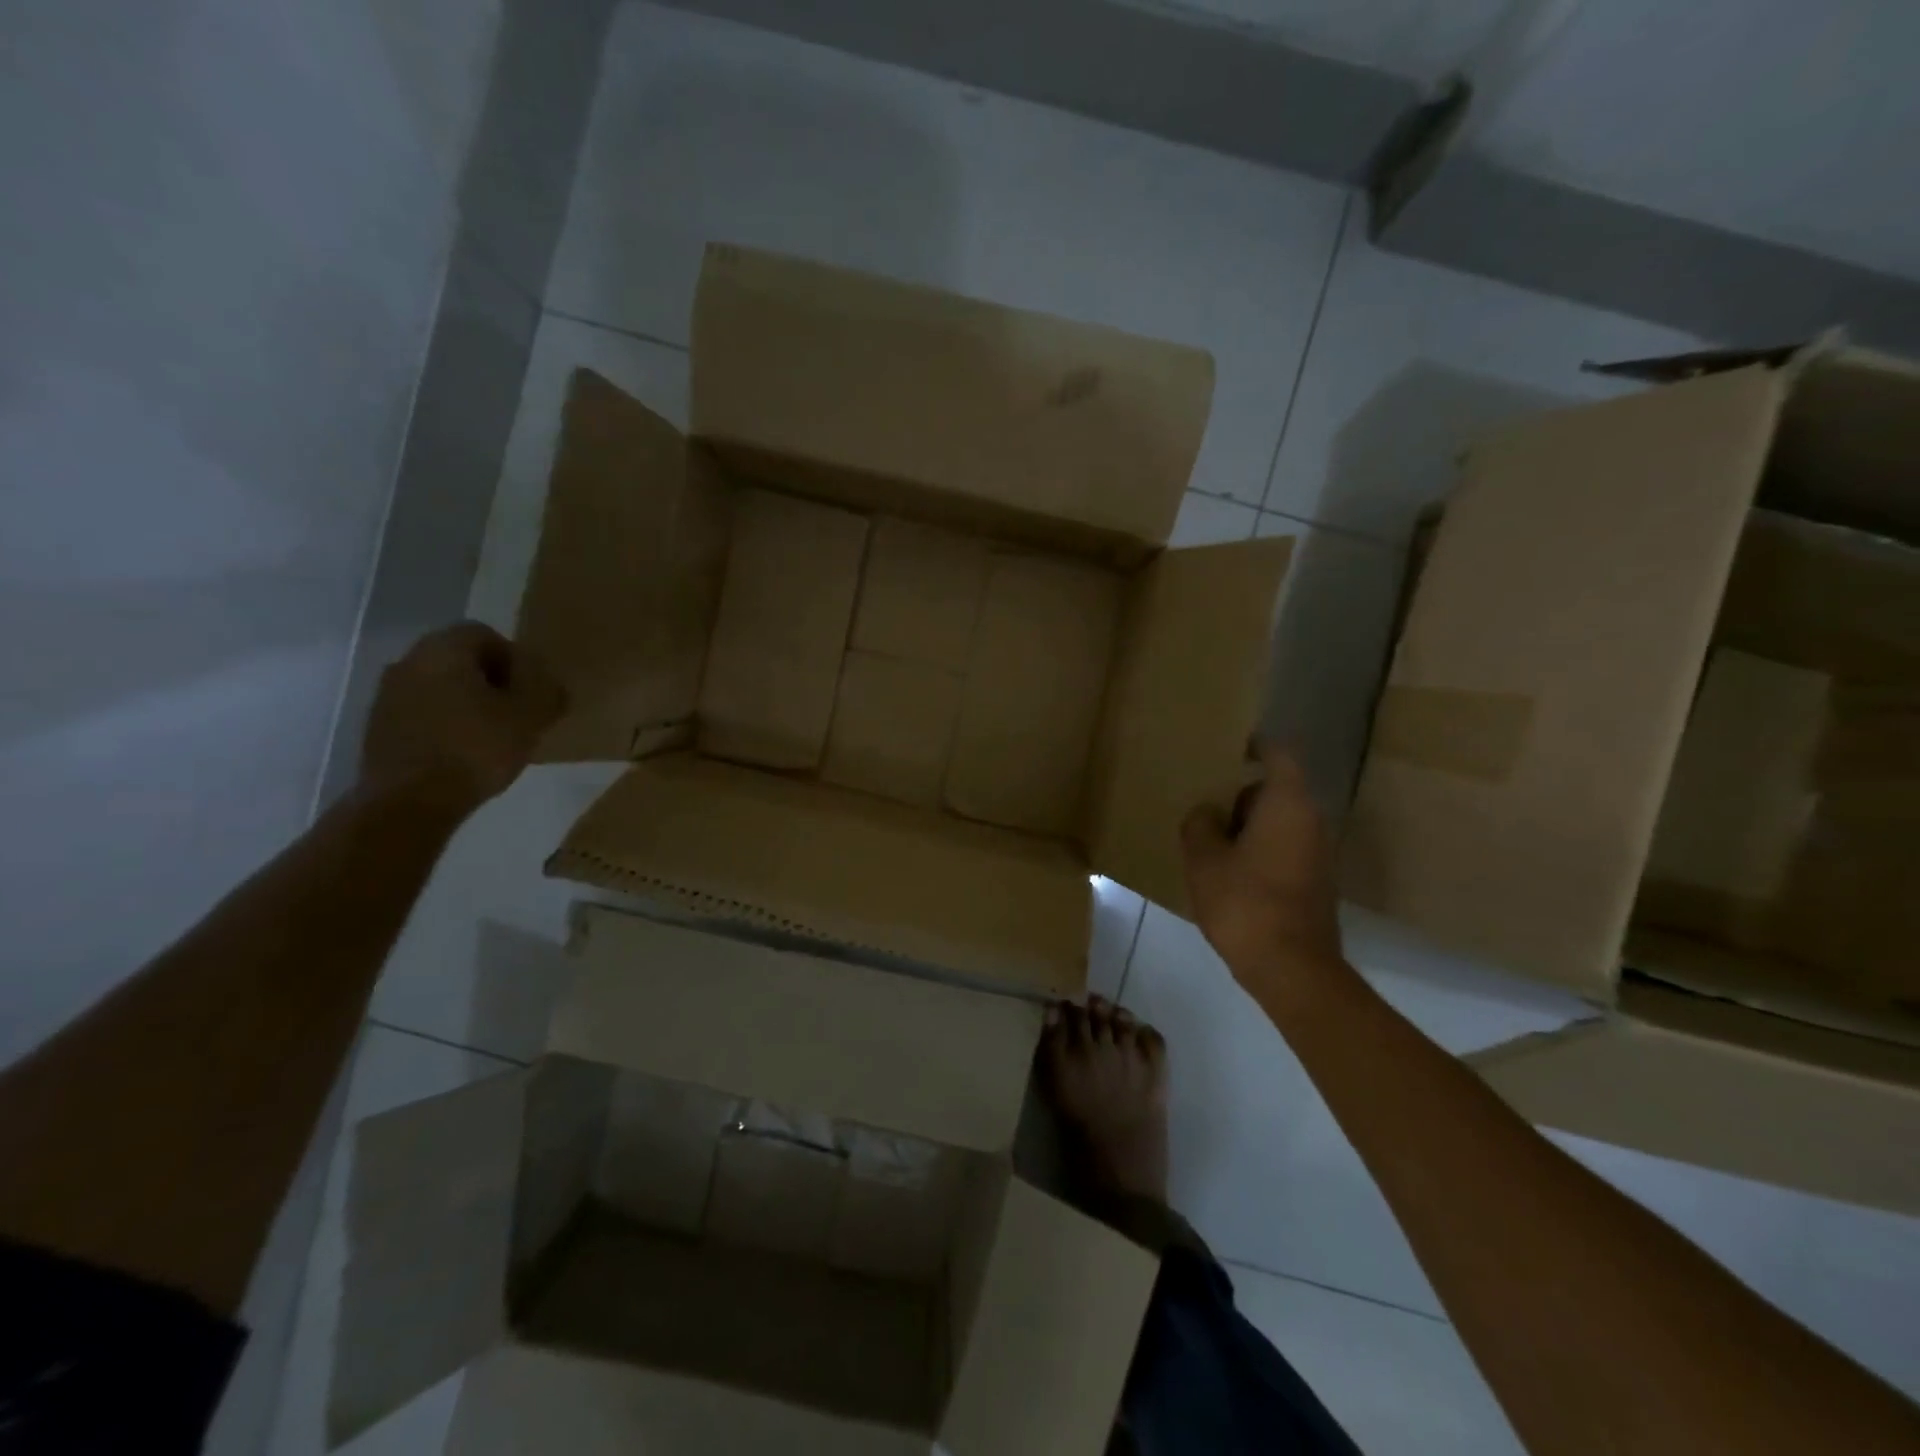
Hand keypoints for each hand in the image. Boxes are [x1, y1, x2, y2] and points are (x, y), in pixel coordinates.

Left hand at [358, 623, 567, 815]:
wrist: (409, 801)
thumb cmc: (476, 748)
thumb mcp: (531, 717)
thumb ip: (547, 691)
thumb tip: (551, 684)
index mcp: (443, 650)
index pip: (485, 634)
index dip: (515, 659)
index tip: (531, 691)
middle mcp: (408, 662)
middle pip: (460, 659)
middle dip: (492, 681)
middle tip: (517, 712)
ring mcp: (387, 696)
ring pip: (440, 686)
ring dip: (468, 703)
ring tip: (493, 736)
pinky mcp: (379, 728)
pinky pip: (423, 713)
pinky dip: (446, 724)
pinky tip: (465, 753)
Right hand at [1181, 745, 1344, 998]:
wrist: (1292, 968)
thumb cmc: (1245, 902)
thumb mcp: (1204, 859)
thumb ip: (1200, 824)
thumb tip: (1207, 813)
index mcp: (1287, 804)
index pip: (1278, 755)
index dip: (1254, 746)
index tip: (1228, 749)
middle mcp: (1311, 821)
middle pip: (1275, 791)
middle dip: (1240, 795)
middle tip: (1203, 804)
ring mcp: (1319, 854)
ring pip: (1279, 823)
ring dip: (1248, 827)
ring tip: (1208, 840)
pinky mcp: (1316, 882)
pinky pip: (1284, 849)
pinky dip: (1259, 851)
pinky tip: (1229, 873)